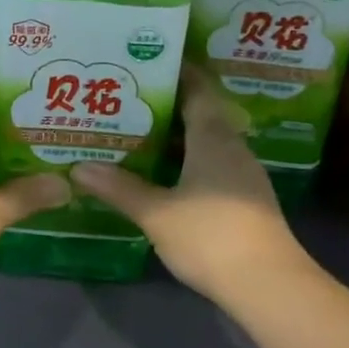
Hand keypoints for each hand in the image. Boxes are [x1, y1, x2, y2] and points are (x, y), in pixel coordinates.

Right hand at [72, 67, 307, 303]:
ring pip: (206, 142)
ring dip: (175, 135)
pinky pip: (211, 165)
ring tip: (137, 133)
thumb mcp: (157, 212)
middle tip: (128, 99)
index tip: (147, 61)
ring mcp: (242, 175)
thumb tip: (79, 167)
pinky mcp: (245, 200)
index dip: (176, 71)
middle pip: (200, 113)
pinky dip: (186, 160)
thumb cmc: (211, 236)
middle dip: (167, 104)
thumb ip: (119, 188)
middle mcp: (232, 147)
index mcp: (213, 138)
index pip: (197, 89)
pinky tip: (163, 174)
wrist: (269, 286)